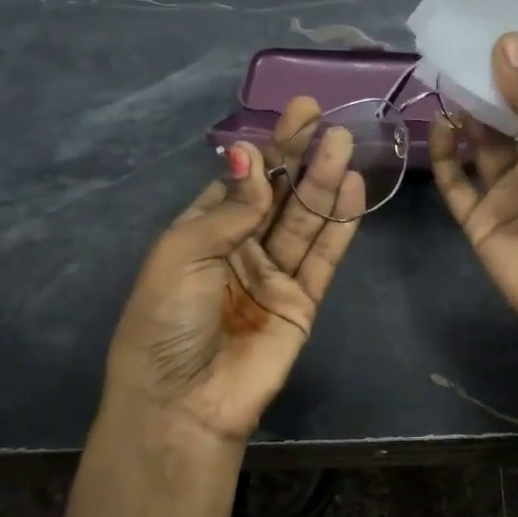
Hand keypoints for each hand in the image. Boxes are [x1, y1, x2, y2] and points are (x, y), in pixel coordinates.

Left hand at [101, 98, 364, 449]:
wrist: (183, 402)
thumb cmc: (166, 321)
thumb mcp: (183, 254)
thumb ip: (229, 209)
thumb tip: (252, 157)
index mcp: (202, 233)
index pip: (242, 181)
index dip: (268, 148)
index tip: (296, 113)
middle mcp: (240, 249)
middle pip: (278, 196)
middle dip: (301, 157)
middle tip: (329, 120)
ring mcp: (274, 276)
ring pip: (304, 221)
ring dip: (323, 183)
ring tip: (345, 144)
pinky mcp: (302, 302)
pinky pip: (323, 257)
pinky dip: (339, 225)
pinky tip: (351, 189)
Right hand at [431, 34, 517, 384]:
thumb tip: (506, 42)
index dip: (517, 79)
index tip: (491, 42)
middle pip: (504, 126)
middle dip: (485, 94)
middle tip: (459, 55)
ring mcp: (507, 198)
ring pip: (477, 150)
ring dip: (463, 118)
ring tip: (447, 82)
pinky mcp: (479, 223)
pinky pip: (456, 185)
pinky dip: (444, 156)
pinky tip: (442, 125)